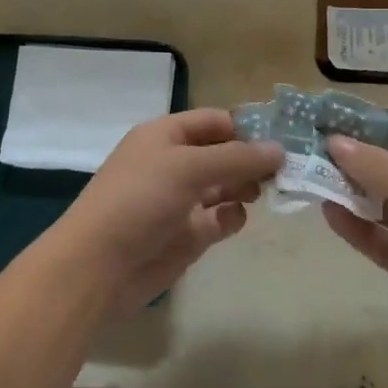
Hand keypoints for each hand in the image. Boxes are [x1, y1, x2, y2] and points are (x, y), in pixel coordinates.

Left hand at [48, 109, 282, 318]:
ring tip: (267, 191)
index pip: (213, 121)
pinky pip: (218, 219)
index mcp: (164, 135)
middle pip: (222, 153)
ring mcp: (180, 200)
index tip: (284, 138)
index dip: (246, 127)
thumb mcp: (187, 167)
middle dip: (252, 159)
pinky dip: (231, 217)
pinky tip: (235, 218)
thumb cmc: (139, 200)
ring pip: (224, 186)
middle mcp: (173, 163)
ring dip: (246, 186)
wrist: (99, 266)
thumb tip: (280, 149)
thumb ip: (236, 158)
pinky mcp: (186, 235)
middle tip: (288, 169)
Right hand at [323, 118, 387, 363]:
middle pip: (385, 163)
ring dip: (346, 190)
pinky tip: (326, 212)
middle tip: (306, 150)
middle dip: (349, 157)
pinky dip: (351, 223)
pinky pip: (372, 234)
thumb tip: (333, 141)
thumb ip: (373, 164)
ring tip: (308, 178)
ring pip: (375, 199)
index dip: (370, 125)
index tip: (329, 125)